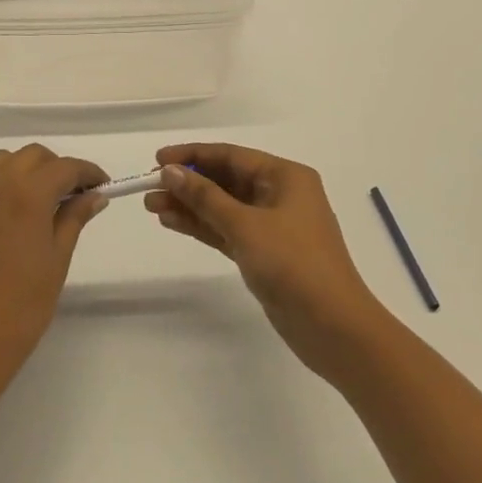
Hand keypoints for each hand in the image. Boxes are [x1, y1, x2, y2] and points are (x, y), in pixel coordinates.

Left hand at [0, 145, 108, 383]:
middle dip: (57, 168)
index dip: (88, 172)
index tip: (102, 186)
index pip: (64, 167)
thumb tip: (94, 195)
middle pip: (32, 157)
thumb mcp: (57, 260)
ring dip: (26, 171)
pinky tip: (11, 217)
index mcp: (26, 194)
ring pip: (2, 163)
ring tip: (42, 201)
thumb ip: (74, 218)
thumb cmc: (22, 307)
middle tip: (74, 195)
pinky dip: (1, 186)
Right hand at [145, 143, 389, 378]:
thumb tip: (171, 171)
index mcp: (285, 177)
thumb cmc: (293, 264)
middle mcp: (280, 195)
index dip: (192, 155)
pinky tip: (173, 223)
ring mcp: (272, 226)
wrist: (333, 327)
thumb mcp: (245, 225)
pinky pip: (227, 230)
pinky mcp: (264, 254)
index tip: (157, 160)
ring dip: (190, 206)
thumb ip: (205, 197)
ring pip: (223, 207)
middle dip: (187, 183)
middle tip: (149, 189)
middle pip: (225, 180)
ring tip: (152, 207)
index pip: (231, 155)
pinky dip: (202, 227)